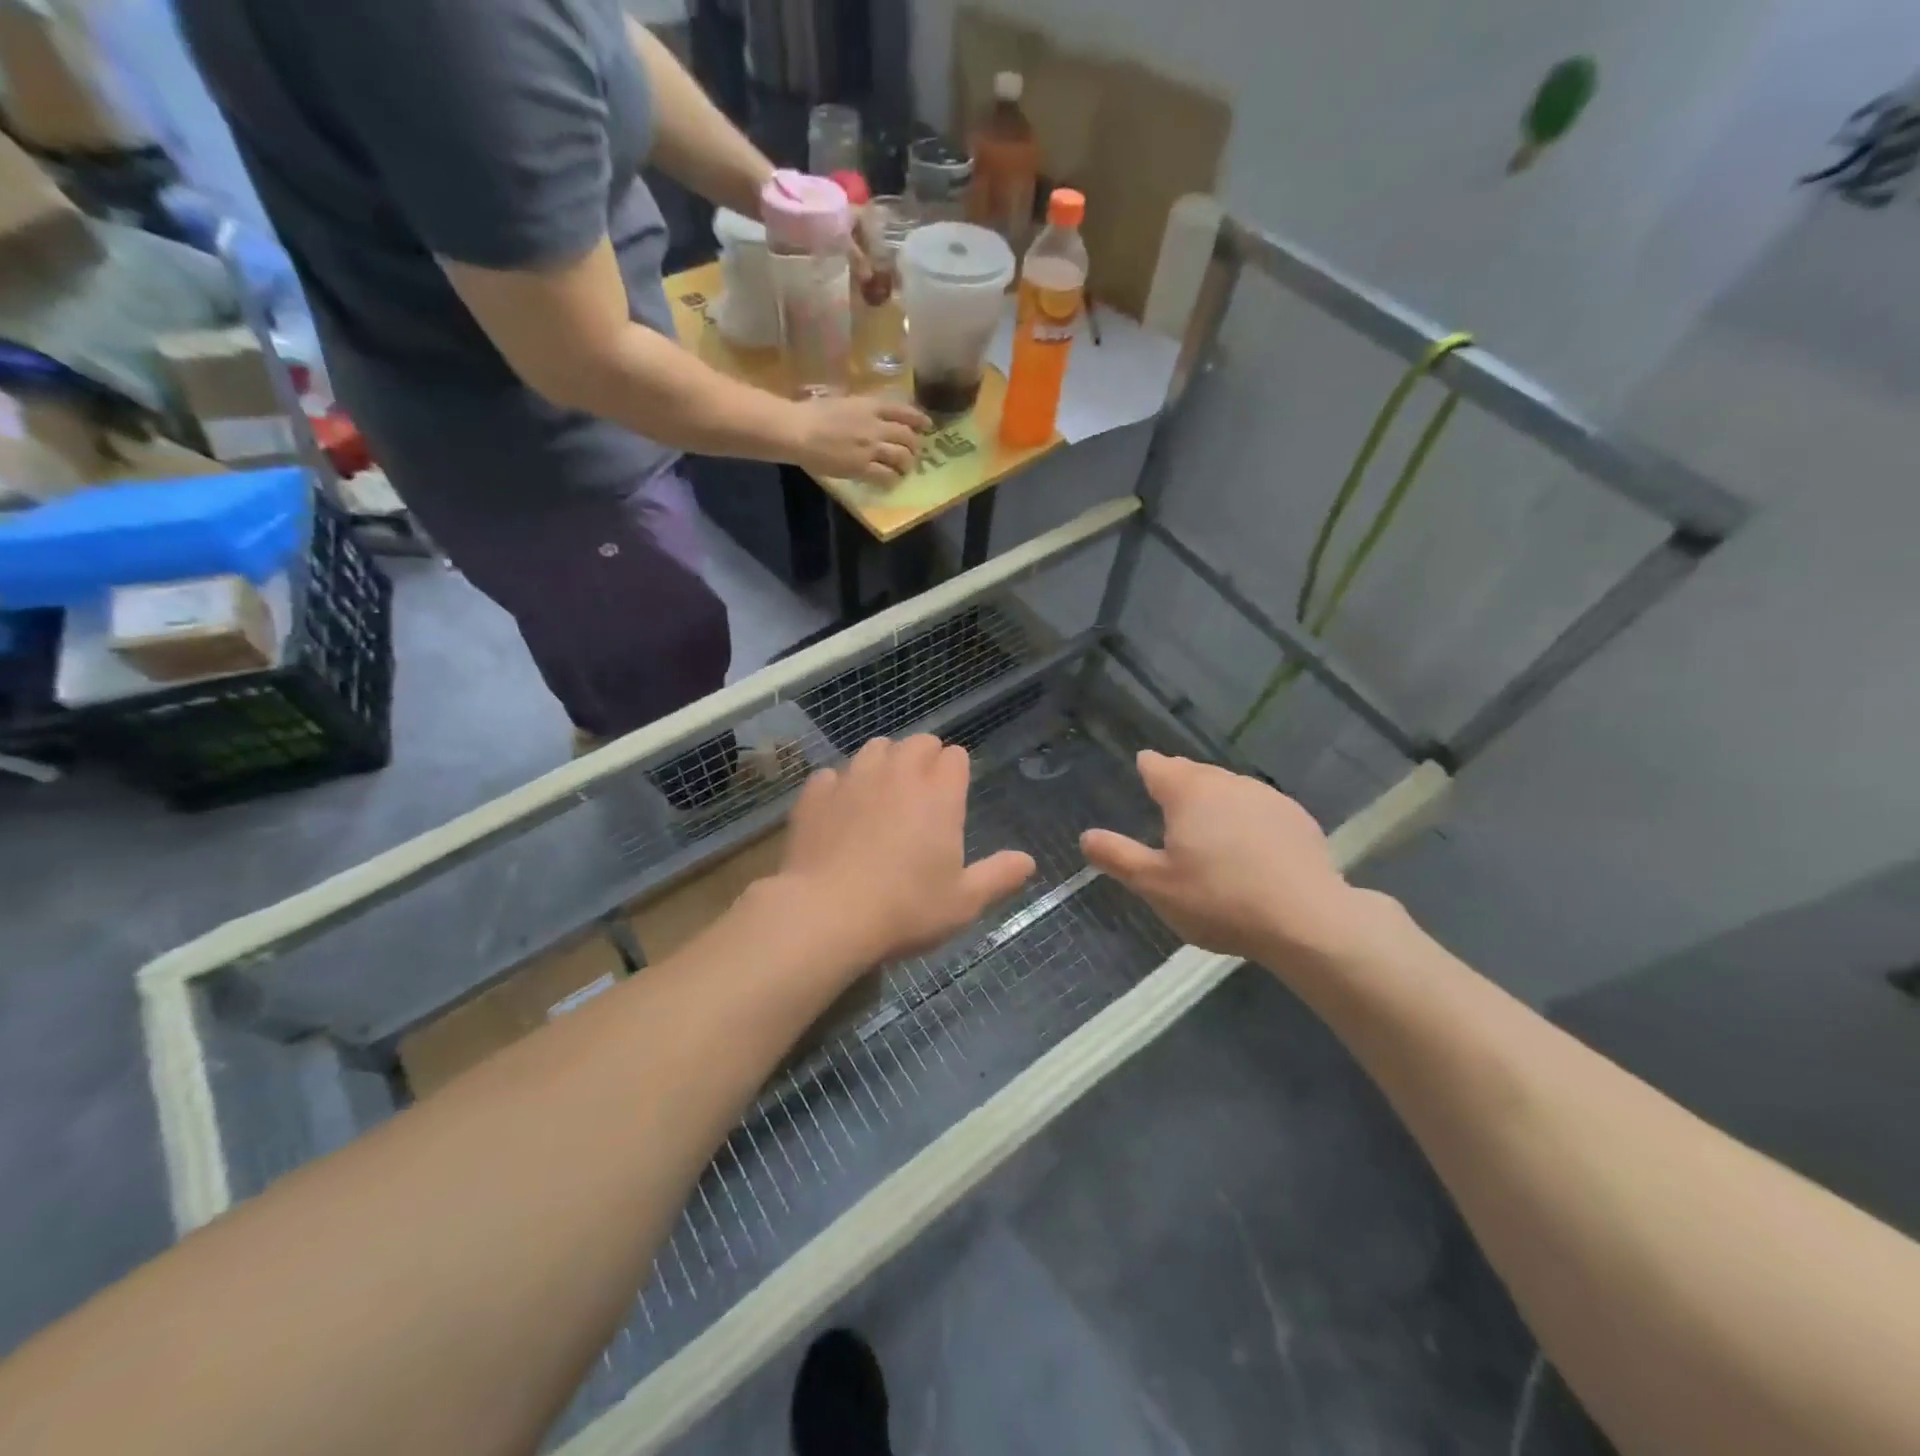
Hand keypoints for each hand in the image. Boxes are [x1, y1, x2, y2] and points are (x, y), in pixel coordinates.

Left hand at [779, 736, 1035, 966]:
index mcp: (939, 793)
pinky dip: (840, 786)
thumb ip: (999, 876)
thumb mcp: (963, 902)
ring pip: (875, 748)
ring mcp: (853, 779)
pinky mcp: (816, 793)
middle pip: (918, 742)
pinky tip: (840, 811)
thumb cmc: (905, 908)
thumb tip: (1028, 861)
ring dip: (884, 762)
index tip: (953, 796)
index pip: (955, 756)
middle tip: (922, 793)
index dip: (957, 772)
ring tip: (882, 794)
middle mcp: (898, 774)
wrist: (826, 914)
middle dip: (925, 758)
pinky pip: (832, 774)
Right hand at [787, 395, 929, 486]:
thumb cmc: (812, 413)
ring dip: (906, 465)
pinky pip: (886, 476)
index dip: (919, 419)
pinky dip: (891, 480)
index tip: (926, 426)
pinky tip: (889, 482)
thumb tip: (870, 416)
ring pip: (902, 457)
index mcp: (870, 406)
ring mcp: (871, 448)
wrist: (798, 431)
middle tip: (911, 454)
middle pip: (907, 436)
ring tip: (903, 470)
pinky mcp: (862, 468)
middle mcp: (876, 425)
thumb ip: (861, 409)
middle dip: (914, 446)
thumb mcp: (842, 402)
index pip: (904, 411)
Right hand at [1081, 751, 1382, 966]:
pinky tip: (1249, 848)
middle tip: (1168, 808)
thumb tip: (1086, 836)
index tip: (1141, 775)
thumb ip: (1118, 857)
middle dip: (1179, 783)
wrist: (1306, 920)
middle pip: (1194, 772)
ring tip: (1207, 829)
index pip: (1157, 765)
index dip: (1146, 769)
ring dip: (1214, 800)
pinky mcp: (1296, 817)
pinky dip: (1246, 818)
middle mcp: (1226, 782)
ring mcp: (1266, 796)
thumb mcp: (1155, 886)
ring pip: (1228, 788)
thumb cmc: (1219, 899)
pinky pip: (1259, 807)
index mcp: (1187, 792)